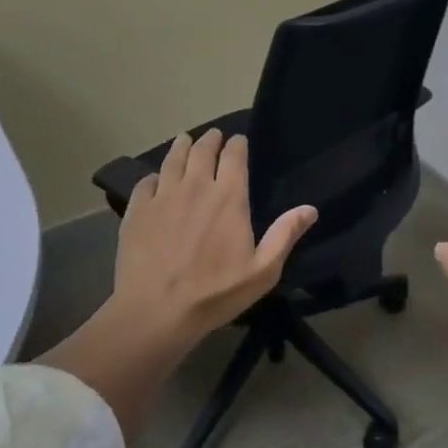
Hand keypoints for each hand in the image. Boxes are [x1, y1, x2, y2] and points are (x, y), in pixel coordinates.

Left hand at [112, 128, 316, 340]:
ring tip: (185, 140)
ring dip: (182, 146)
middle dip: (210, 140)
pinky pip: (146, 182)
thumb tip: (310, 208)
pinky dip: (153, 176)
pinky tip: (155, 180)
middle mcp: (196, 186)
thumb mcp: (262, 271)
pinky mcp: (137, 210)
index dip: (237, 144)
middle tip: (213, 136)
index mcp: (229, 197)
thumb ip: (285, 235)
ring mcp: (163, 196)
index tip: (238, 140)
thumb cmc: (215, 293)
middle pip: (202, 150)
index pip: (234, 156)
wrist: (156, 311)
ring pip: (173, 159)